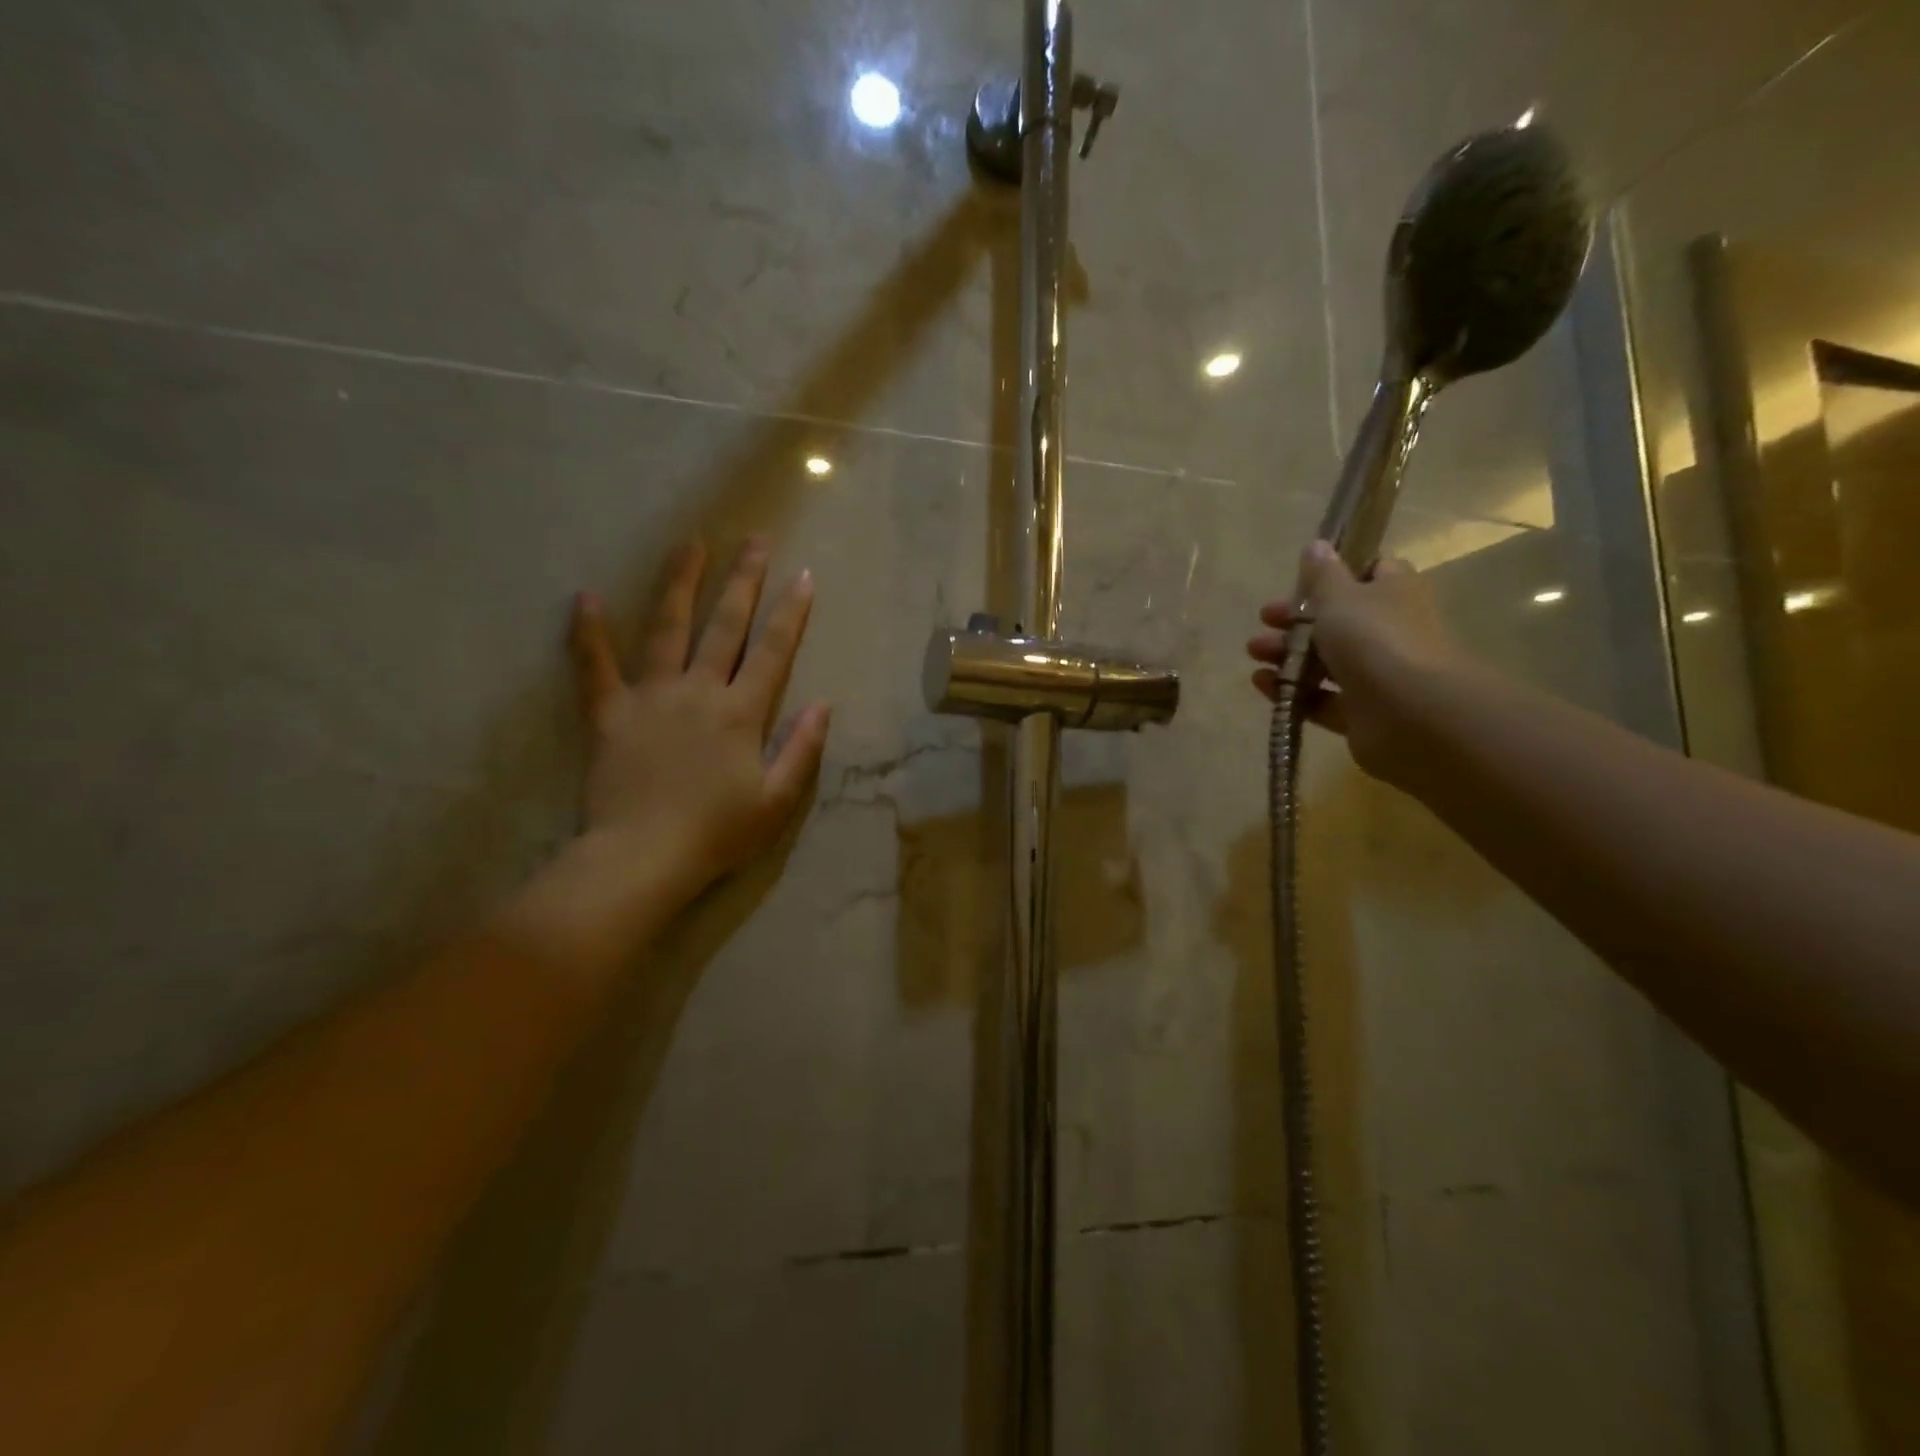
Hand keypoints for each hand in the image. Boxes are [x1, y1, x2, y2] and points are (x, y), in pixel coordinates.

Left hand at [570, 537, 829, 899]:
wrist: (642, 857)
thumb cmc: (717, 834)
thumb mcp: (777, 801)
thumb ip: (802, 750)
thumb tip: (823, 704)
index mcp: (741, 713)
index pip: (772, 652)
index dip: (791, 613)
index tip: (803, 577)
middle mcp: (699, 691)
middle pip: (725, 626)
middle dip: (744, 580)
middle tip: (754, 540)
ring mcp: (651, 697)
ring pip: (667, 629)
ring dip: (680, 584)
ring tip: (692, 545)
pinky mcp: (609, 714)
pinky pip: (595, 667)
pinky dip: (588, 634)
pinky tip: (584, 597)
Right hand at [1246, 540, 1466, 787]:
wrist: (1410, 712)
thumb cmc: (1375, 639)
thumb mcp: (1340, 597)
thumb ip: (1322, 575)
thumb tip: (1317, 546)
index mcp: (1393, 593)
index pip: (1370, 572)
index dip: (1336, 574)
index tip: (1301, 581)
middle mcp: (1389, 631)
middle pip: (1338, 620)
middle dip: (1296, 620)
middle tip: (1265, 620)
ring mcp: (1376, 674)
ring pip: (1325, 661)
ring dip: (1287, 656)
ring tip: (1255, 655)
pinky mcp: (1360, 713)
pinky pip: (1320, 699)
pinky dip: (1291, 692)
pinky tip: (1263, 685)